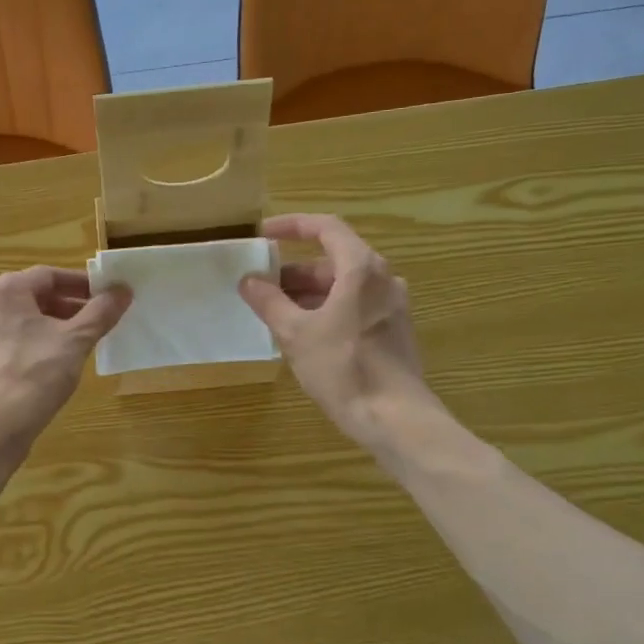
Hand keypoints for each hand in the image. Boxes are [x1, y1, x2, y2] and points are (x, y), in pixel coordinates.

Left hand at [0, 267, 130, 453]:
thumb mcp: (75, 341)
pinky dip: (29, 351)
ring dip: (49, 330)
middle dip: (67, 309)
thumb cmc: (33, 375)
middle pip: (32, 299)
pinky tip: (46, 372)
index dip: (82, 285)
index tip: (108, 297)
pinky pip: (4, 348)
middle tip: (97, 324)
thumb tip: (122, 290)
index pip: (49, 276)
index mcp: (3, 291)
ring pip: (18, 325)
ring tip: (76, 349)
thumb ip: (101, 312)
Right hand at [239, 214, 440, 455]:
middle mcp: (383, 279)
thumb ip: (269, 302)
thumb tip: (249, 281)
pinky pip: (355, 307)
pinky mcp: (393, 331)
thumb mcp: (296, 334)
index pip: (326, 228)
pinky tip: (304, 334)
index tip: (264, 234)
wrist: (395, 418)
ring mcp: (392, 306)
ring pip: (344, 286)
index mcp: (361, 269)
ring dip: (308, 293)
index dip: (293, 226)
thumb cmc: (343, 368)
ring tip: (275, 312)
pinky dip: (327, 309)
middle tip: (261, 285)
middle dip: (295, 270)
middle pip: (334, 260)